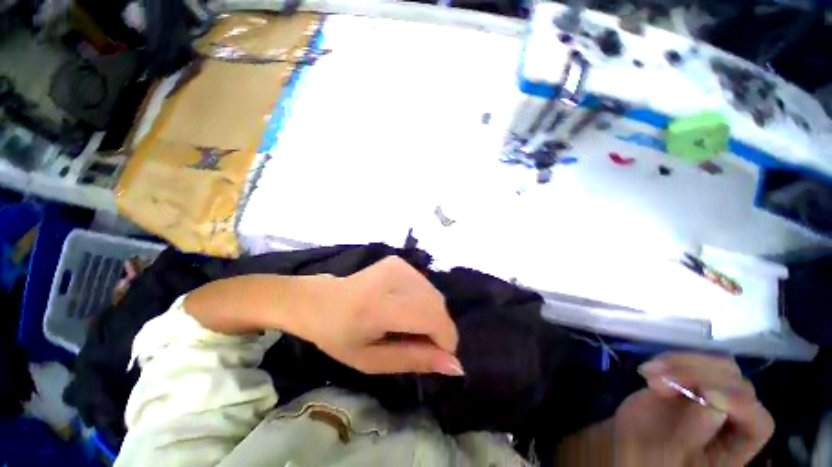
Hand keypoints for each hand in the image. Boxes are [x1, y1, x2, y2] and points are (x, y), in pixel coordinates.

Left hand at [298, 256, 462, 375]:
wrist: (321, 301)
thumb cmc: (340, 337)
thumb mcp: (372, 361)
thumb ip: (415, 359)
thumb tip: (456, 365)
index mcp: (378, 306)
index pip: (431, 316)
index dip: (445, 339)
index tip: (440, 357)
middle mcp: (392, 277)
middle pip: (437, 303)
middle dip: (439, 329)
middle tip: (421, 344)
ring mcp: (397, 265)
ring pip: (435, 294)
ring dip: (432, 315)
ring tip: (410, 327)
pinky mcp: (399, 261)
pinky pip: (425, 285)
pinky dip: (424, 302)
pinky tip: (405, 309)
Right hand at [614, 353, 773, 465]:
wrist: (630, 446)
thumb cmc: (651, 460)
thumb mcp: (668, 456)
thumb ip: (693, 436)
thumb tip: (714, 407)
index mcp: (736, 448)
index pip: (758, 423)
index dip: (740, 405)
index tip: (705, 394)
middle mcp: (735, 419)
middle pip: (738, 386)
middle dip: (699, 378)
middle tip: (658, 382)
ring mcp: (714, 396)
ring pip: (719, 367)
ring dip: (683, 364)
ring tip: (648, 373)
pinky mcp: (692, 380)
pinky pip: (693, 361)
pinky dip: (670, 360)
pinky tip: (647, 370)